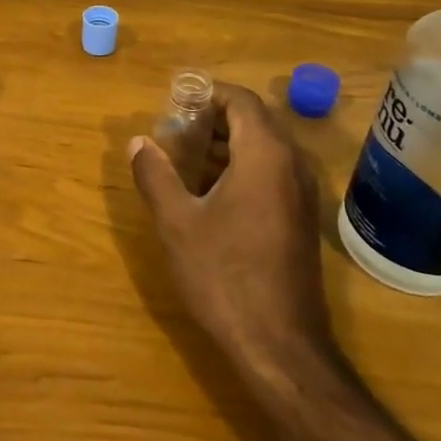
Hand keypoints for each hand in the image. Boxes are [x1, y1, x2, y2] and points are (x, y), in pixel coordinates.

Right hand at [128, 82, 332, 373]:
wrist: (280, 345)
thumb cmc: (224, 275)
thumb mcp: (177, 222)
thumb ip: (155, 175)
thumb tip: (138, 142)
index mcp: (265, 155)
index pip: (241, 100)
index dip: (206, 95)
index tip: (173, 107)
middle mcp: (292, 165)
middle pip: (254, 121)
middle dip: (212, 120)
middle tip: (173, 135)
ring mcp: (302, 193)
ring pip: (264, 148)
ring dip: (225, 145)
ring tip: (184, 163)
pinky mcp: (302, 218)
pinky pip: (272, 173)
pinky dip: (241, 168)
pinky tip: (210, 195)